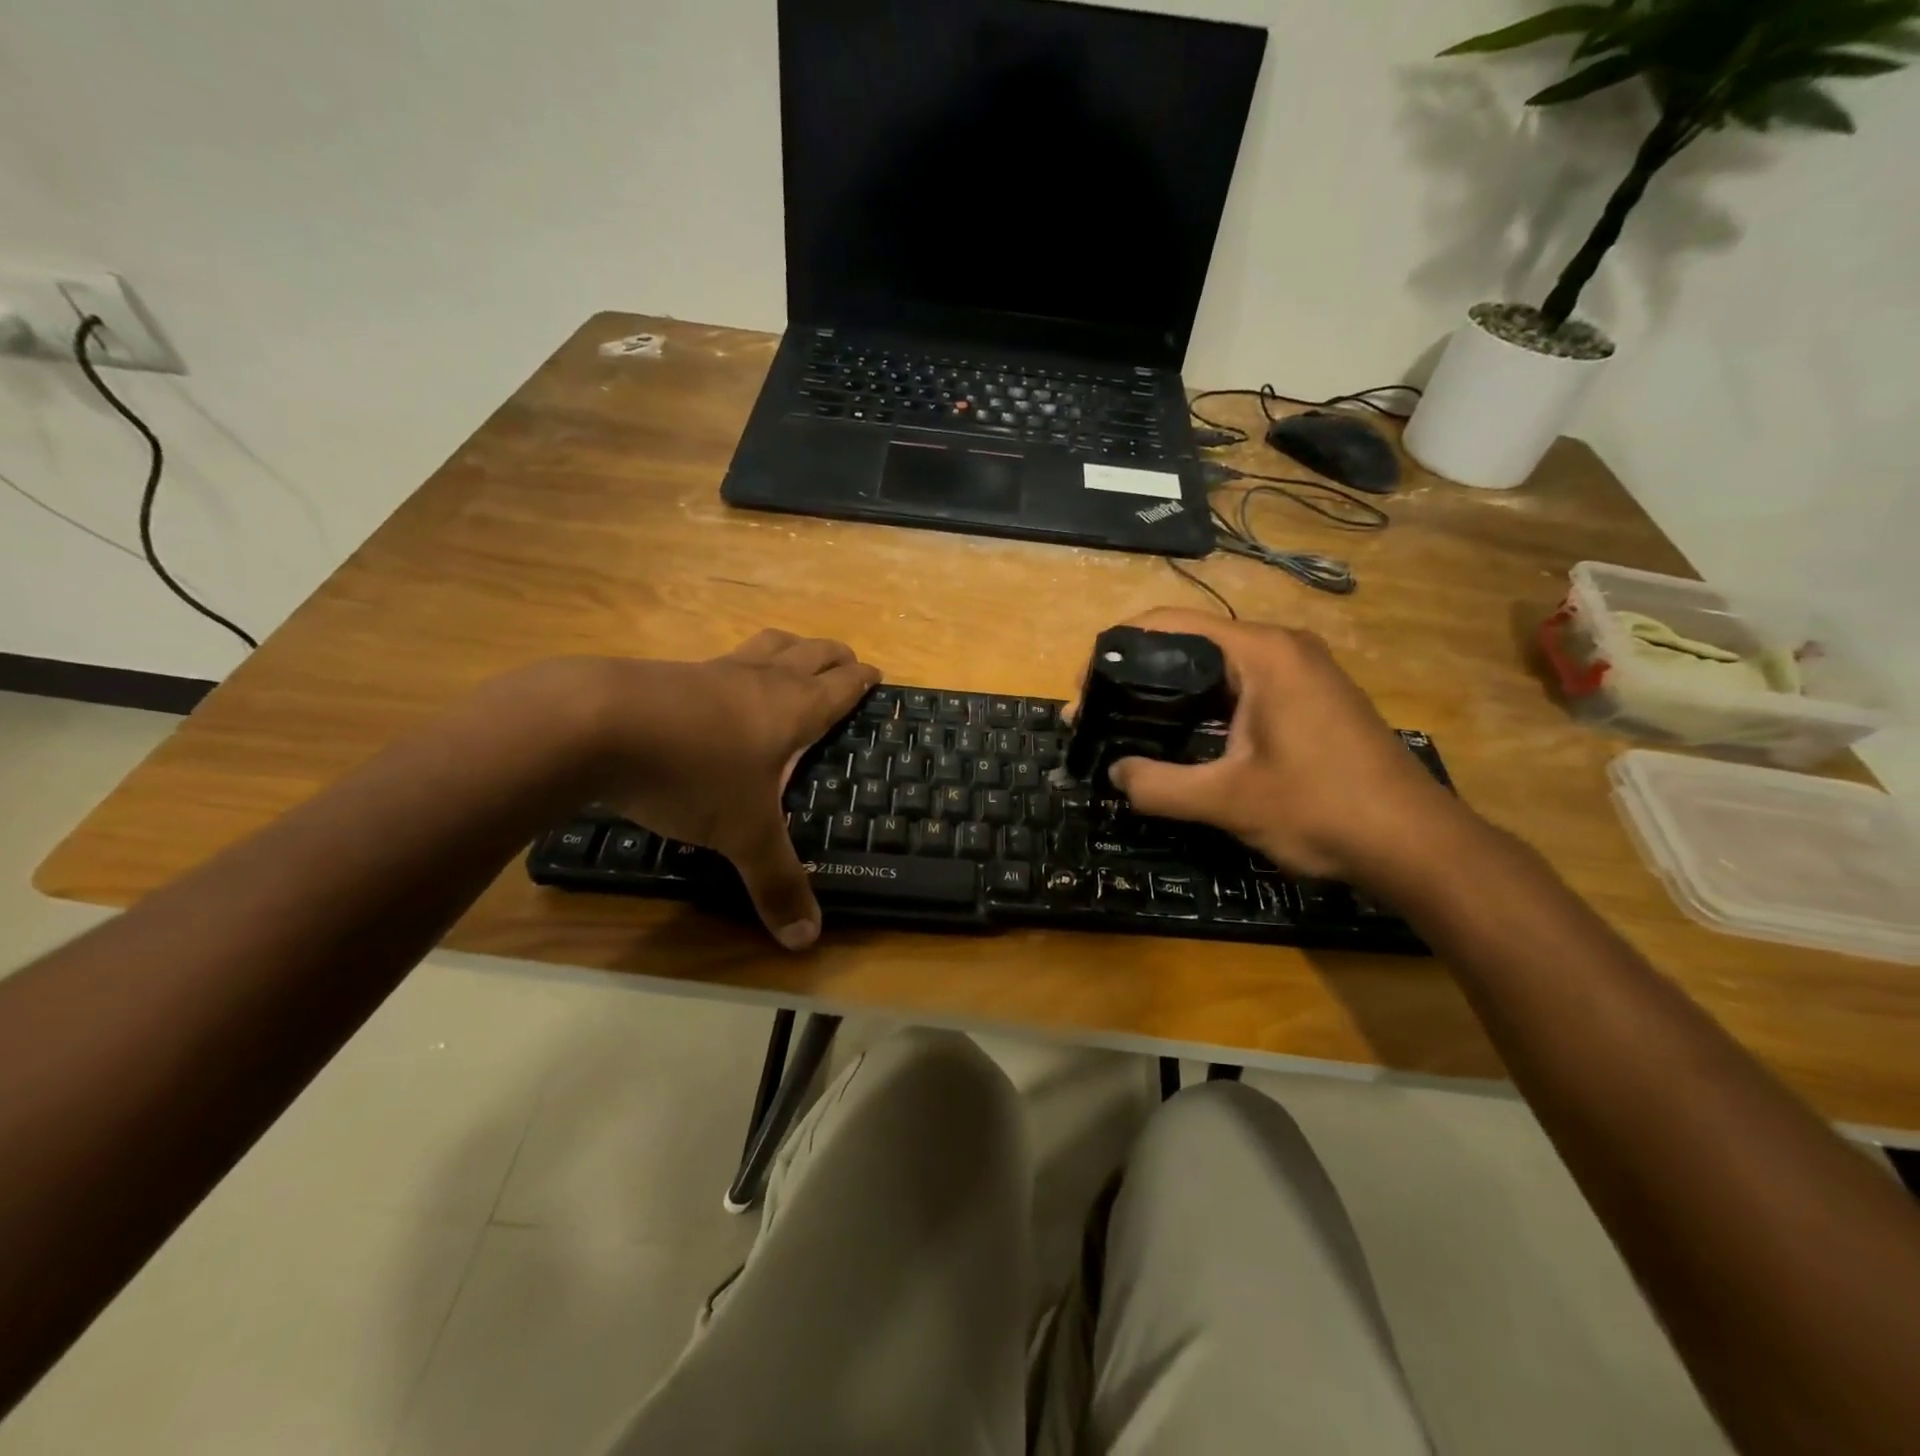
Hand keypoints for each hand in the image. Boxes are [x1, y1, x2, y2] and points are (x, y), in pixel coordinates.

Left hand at [576, 630, 879, 947]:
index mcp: (793, 709)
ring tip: (795, 656)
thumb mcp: (742, 835)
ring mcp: (713, 671)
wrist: (595, 725)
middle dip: (833, 655)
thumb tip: (808, 941)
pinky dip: (737, 664)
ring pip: (765, 645)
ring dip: (789, 648)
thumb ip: (777, 883)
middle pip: (809, 653)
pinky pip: (720, 660)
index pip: (840, 686)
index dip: (861, 679)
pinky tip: (721, 686)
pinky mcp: (671, 673)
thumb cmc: (693, 773)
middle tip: (847, 661)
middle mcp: (760, 680)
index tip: (875, 674)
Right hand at [1102, 609, 1463, 883]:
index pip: (1169, 624)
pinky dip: (1204, 706)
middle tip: (1100, 715)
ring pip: (1216, 667)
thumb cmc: (1321, 809)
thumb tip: (1115, 773)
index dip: (1116, 651)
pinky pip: (1241, 687)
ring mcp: (1301, 672)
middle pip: (1190, 642)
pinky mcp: (1310, 698)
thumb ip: (1158, 785)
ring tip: (1130, 727)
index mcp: (1261, 653)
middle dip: (1138, 675)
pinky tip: (1183, 738)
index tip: (1085, 693)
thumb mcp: (1228, 800)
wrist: (1415, 844)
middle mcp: (1281, 648)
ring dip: (1171, 693)